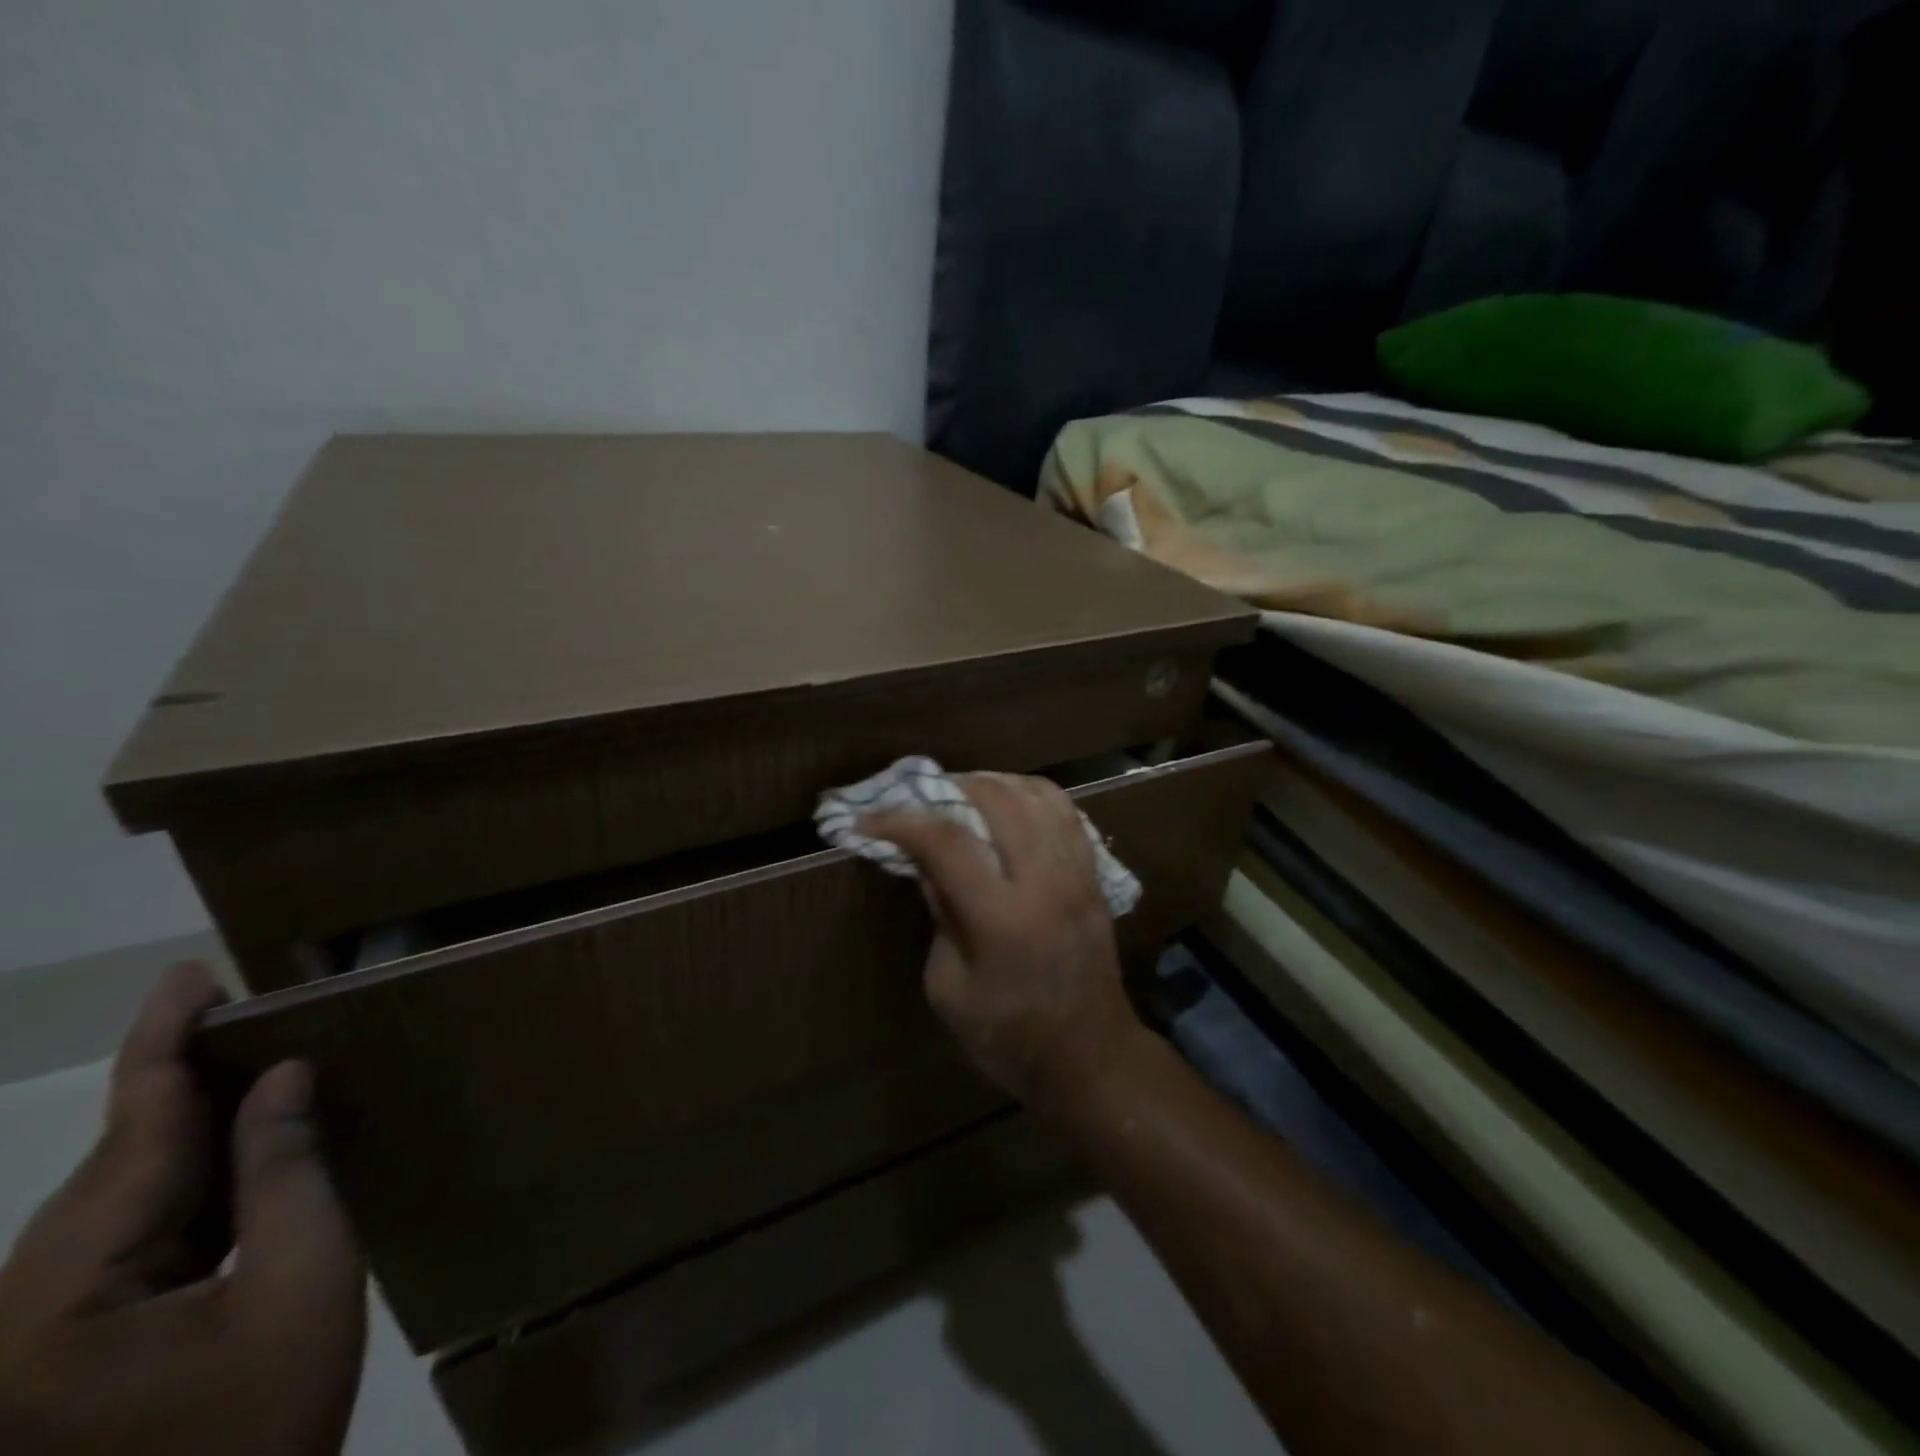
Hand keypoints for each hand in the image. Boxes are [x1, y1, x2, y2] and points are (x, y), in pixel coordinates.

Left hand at [0, 962, 365, 1455]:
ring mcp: (31, 1334)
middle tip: (245, 1008)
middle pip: (114, 1165)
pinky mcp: (62, 1345)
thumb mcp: (304, 1280)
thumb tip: (283, 1077)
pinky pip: (130, 1234)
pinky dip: (186, 1178)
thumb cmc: (263, 1416)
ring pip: (119, 1197)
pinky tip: (235, 1143)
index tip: (192, 977)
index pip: (127, 1139)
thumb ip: (288, 1171)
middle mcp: (17, 1313)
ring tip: (250, 1057)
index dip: (163, 1048)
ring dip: (187, 1127)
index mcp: (55, 1304)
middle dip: (180, 1081)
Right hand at [864, 773, 1144, 1109]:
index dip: (899, 821)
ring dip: (992, 783)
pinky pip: (1065, 811)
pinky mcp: (1094, 874)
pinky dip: (1030, 795)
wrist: (1089, 1056)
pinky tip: (1009, 806)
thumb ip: (939, 916)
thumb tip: (929, 864)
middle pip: (996, 799)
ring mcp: (1076, 872)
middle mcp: (1043, 881)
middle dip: (949, 787)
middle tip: (918, 799)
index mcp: (1000, 918)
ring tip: (962, 795)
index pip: (946, 841)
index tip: (866, 821)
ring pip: (1035, 794)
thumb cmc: (1007, 1036)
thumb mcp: (948, 988)